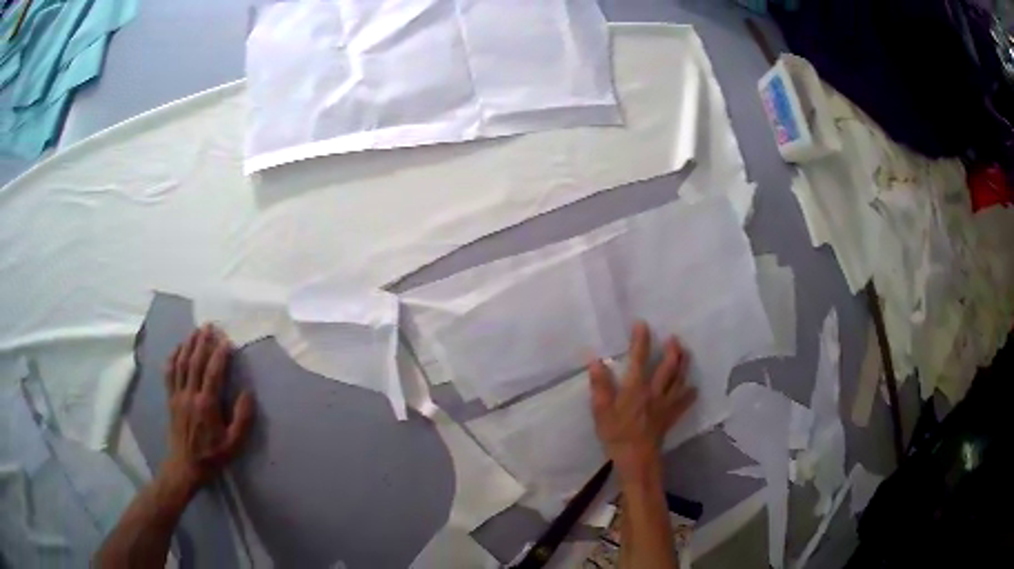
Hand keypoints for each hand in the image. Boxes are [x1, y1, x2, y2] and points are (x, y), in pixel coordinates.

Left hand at [159, 324, 254, 495]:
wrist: (185, 467)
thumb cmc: (212, 456)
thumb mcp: (234, 444)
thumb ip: (242, 419)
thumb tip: (248, 394)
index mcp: (207, 405)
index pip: (213, 373)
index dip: (220, 355)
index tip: (227, 341)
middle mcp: (190, 395)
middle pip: (195, 362)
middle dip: (202, 342)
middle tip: (210, 326)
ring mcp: (178, 396)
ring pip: (181, 364)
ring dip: (188, 344)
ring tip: (195, 331)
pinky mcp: (170, 399)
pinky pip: (169, 373)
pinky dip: (172, 357)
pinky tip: (178, 348)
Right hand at [588, 321, 695, 480]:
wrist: (636, 458)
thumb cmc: (616, 434)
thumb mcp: (600, 411)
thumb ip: (600, 386)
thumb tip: (596, 361)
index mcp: (635, 388)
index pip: (639, 359)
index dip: (641, 340)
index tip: (642, 324)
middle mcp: (654, 391)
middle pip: (668, 367)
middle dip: (672, 350)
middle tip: (674, 338)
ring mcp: (665, 404)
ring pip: (679, 380)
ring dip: (684, 365)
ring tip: (686, 353)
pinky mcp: (671, 417)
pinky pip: (684, 403)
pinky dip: (690, 394)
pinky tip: (694, 389)